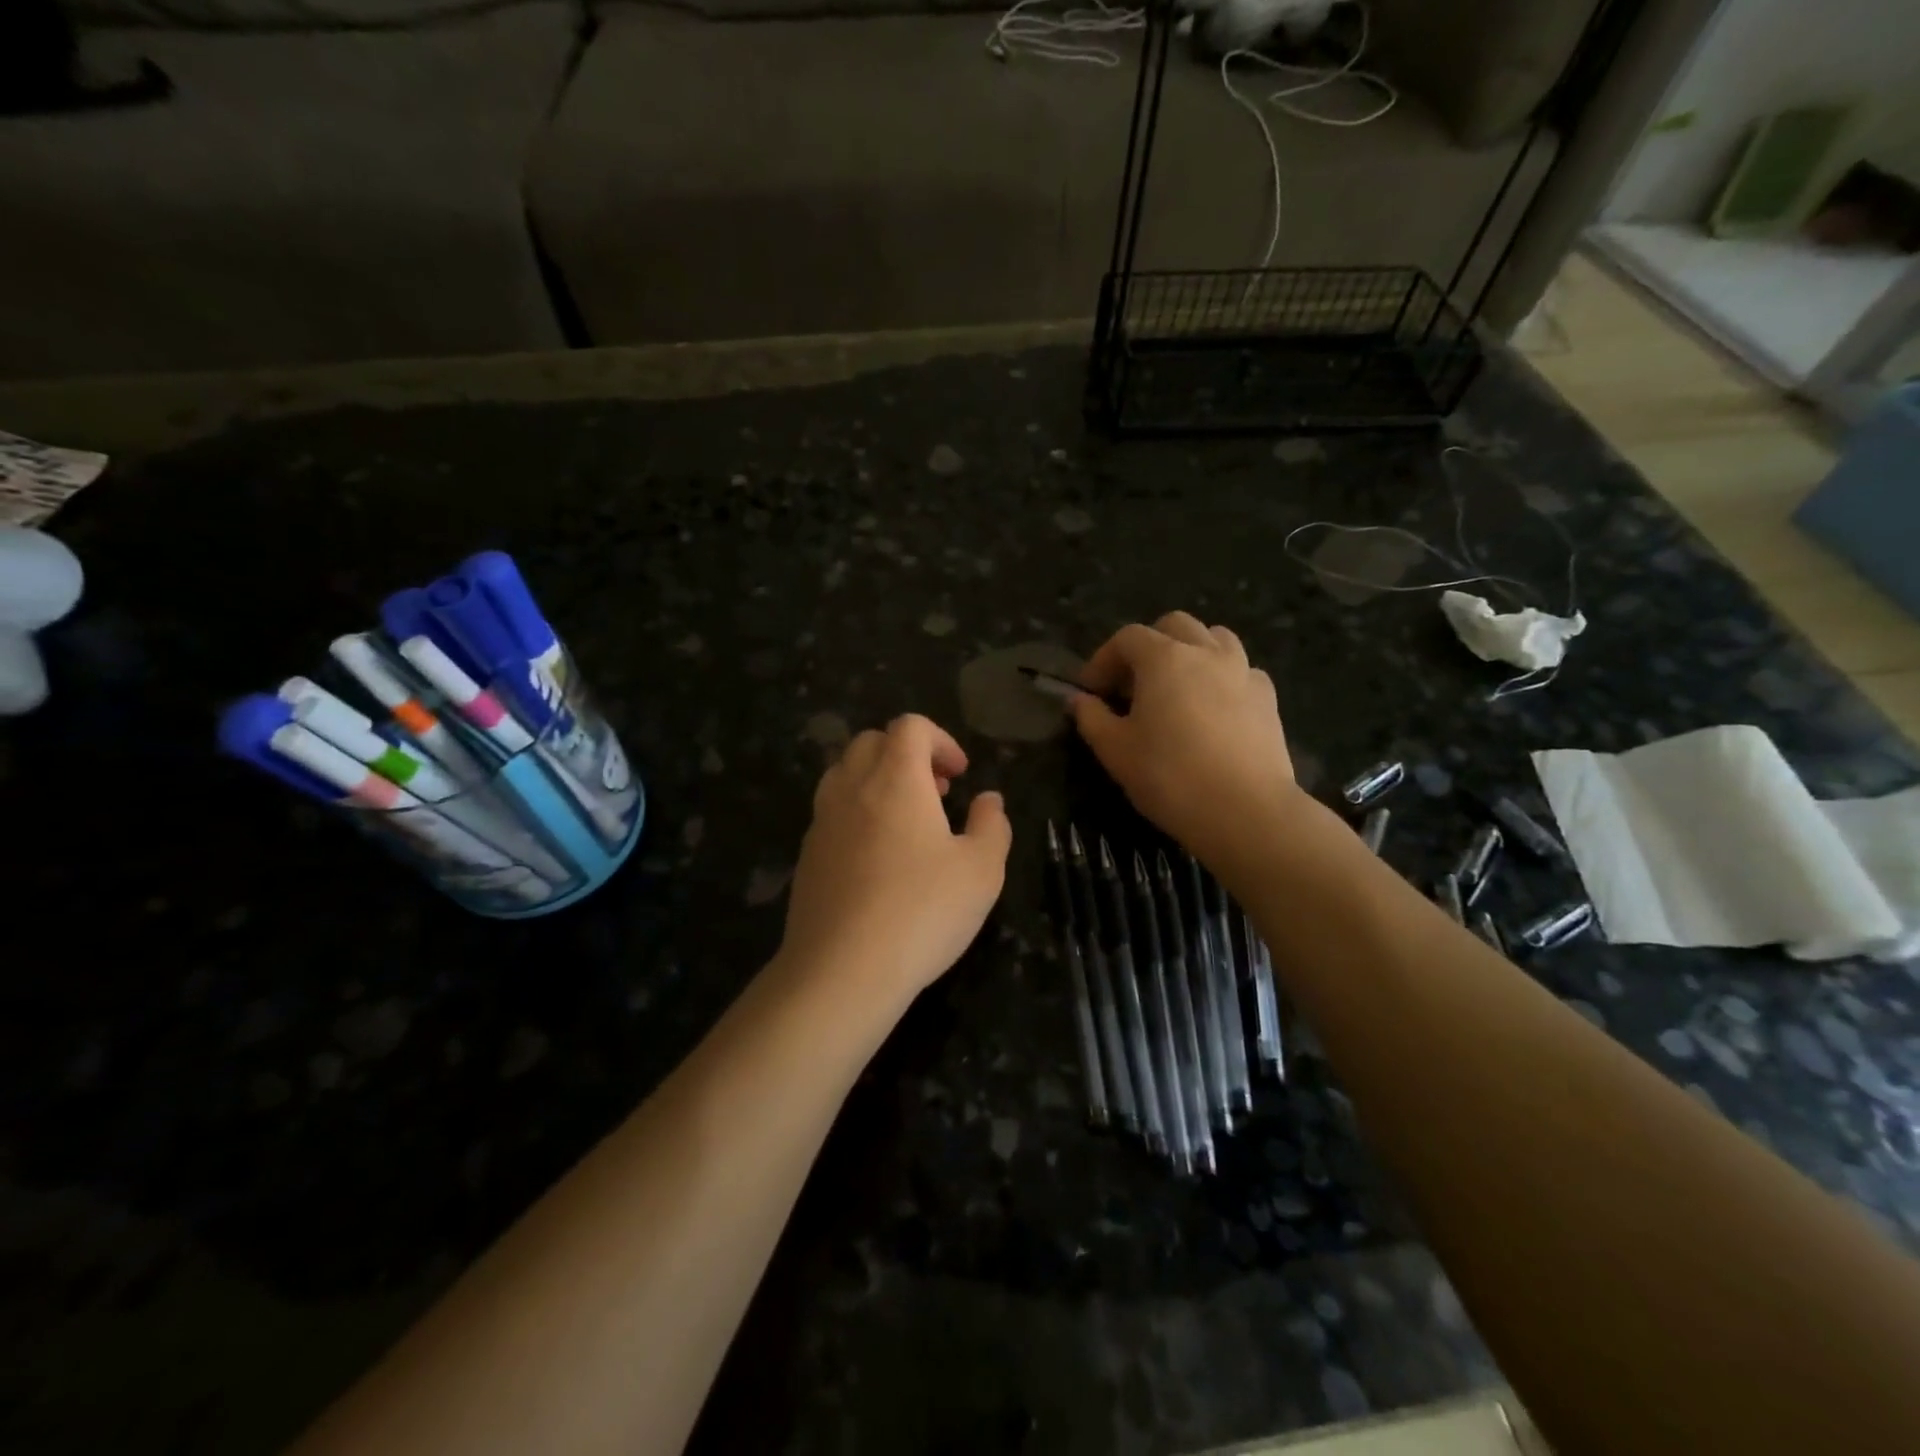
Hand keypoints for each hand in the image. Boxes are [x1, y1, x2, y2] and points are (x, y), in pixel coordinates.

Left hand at [780, 714, 1011, 1004]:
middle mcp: (851, 788)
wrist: (841, 970)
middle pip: (872, 742)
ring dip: (877, 781)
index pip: (910, 726)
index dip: (940, 740)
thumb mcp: (982, 871)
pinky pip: (831, 812)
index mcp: (896, 779)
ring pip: (844, 773)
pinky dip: (857, 813)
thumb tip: (989, 800)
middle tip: (936, 793)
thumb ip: (992, 825)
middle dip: (908, 755)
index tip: (960, 775)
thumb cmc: (922, 912)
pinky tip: (878, 859)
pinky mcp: (806, 855)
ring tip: (907, 822)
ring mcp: (822, 821)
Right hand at [1071, 612, 1299, 860]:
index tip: (1091, 691)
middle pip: (1174, 626)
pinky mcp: (1268, 698)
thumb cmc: (1169, 777)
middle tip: (1132, 684)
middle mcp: (1206, 652)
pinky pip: (1241, 670)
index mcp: (1164, 658)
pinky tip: (1214, 708)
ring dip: (1190, 652)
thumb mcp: (1115, 751)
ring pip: (1215, 638)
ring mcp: (1243, 671)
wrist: (1245, 811)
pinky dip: (1222, 677)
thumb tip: (1079, 700)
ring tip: (1176, 687)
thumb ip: (1092, 718)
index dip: (1103, 659)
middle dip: (1148, 646)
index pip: (1127, 638)